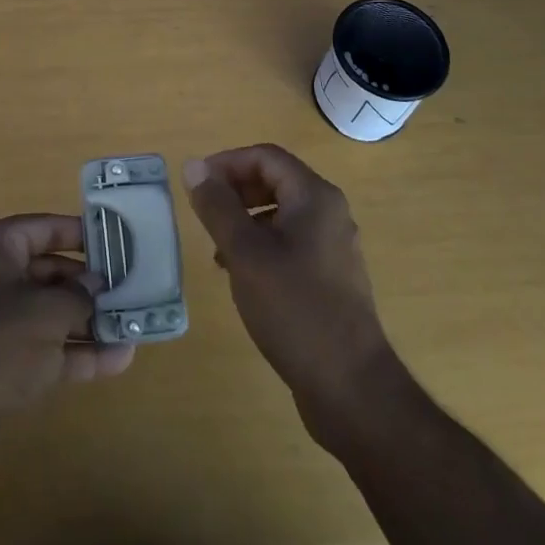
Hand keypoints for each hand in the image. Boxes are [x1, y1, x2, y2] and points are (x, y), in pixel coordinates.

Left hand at [0, 214, 134, 458]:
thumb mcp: (46, 313)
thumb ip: (78, 296)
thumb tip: (96, 286)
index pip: (43, 227)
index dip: (80, 233)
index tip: (116, 240)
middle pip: (48, 271)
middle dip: (88, 285)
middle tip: (130, 287)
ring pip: (47, 313)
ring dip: (87, 321)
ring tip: (132, 324)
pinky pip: (42, 347)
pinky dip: (75, 352)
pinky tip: (118, 360)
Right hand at [183, 145, 394, 442]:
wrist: (351, 388)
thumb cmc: (295, 309)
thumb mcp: (245, 253)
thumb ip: (217, 206)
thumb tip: (194, 166)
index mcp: (315, 197)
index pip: (265, 156)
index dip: (227, 162)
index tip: (196, 184)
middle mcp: (329, 212)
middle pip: (275, 180)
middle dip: (235, 190)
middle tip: (204, 213)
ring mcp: (333, 246)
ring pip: (280, 213)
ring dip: (245, 219)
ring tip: (217, 248)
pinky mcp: (330, 277)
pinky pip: (290, 241)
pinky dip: (261, 245)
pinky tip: (241, 275)